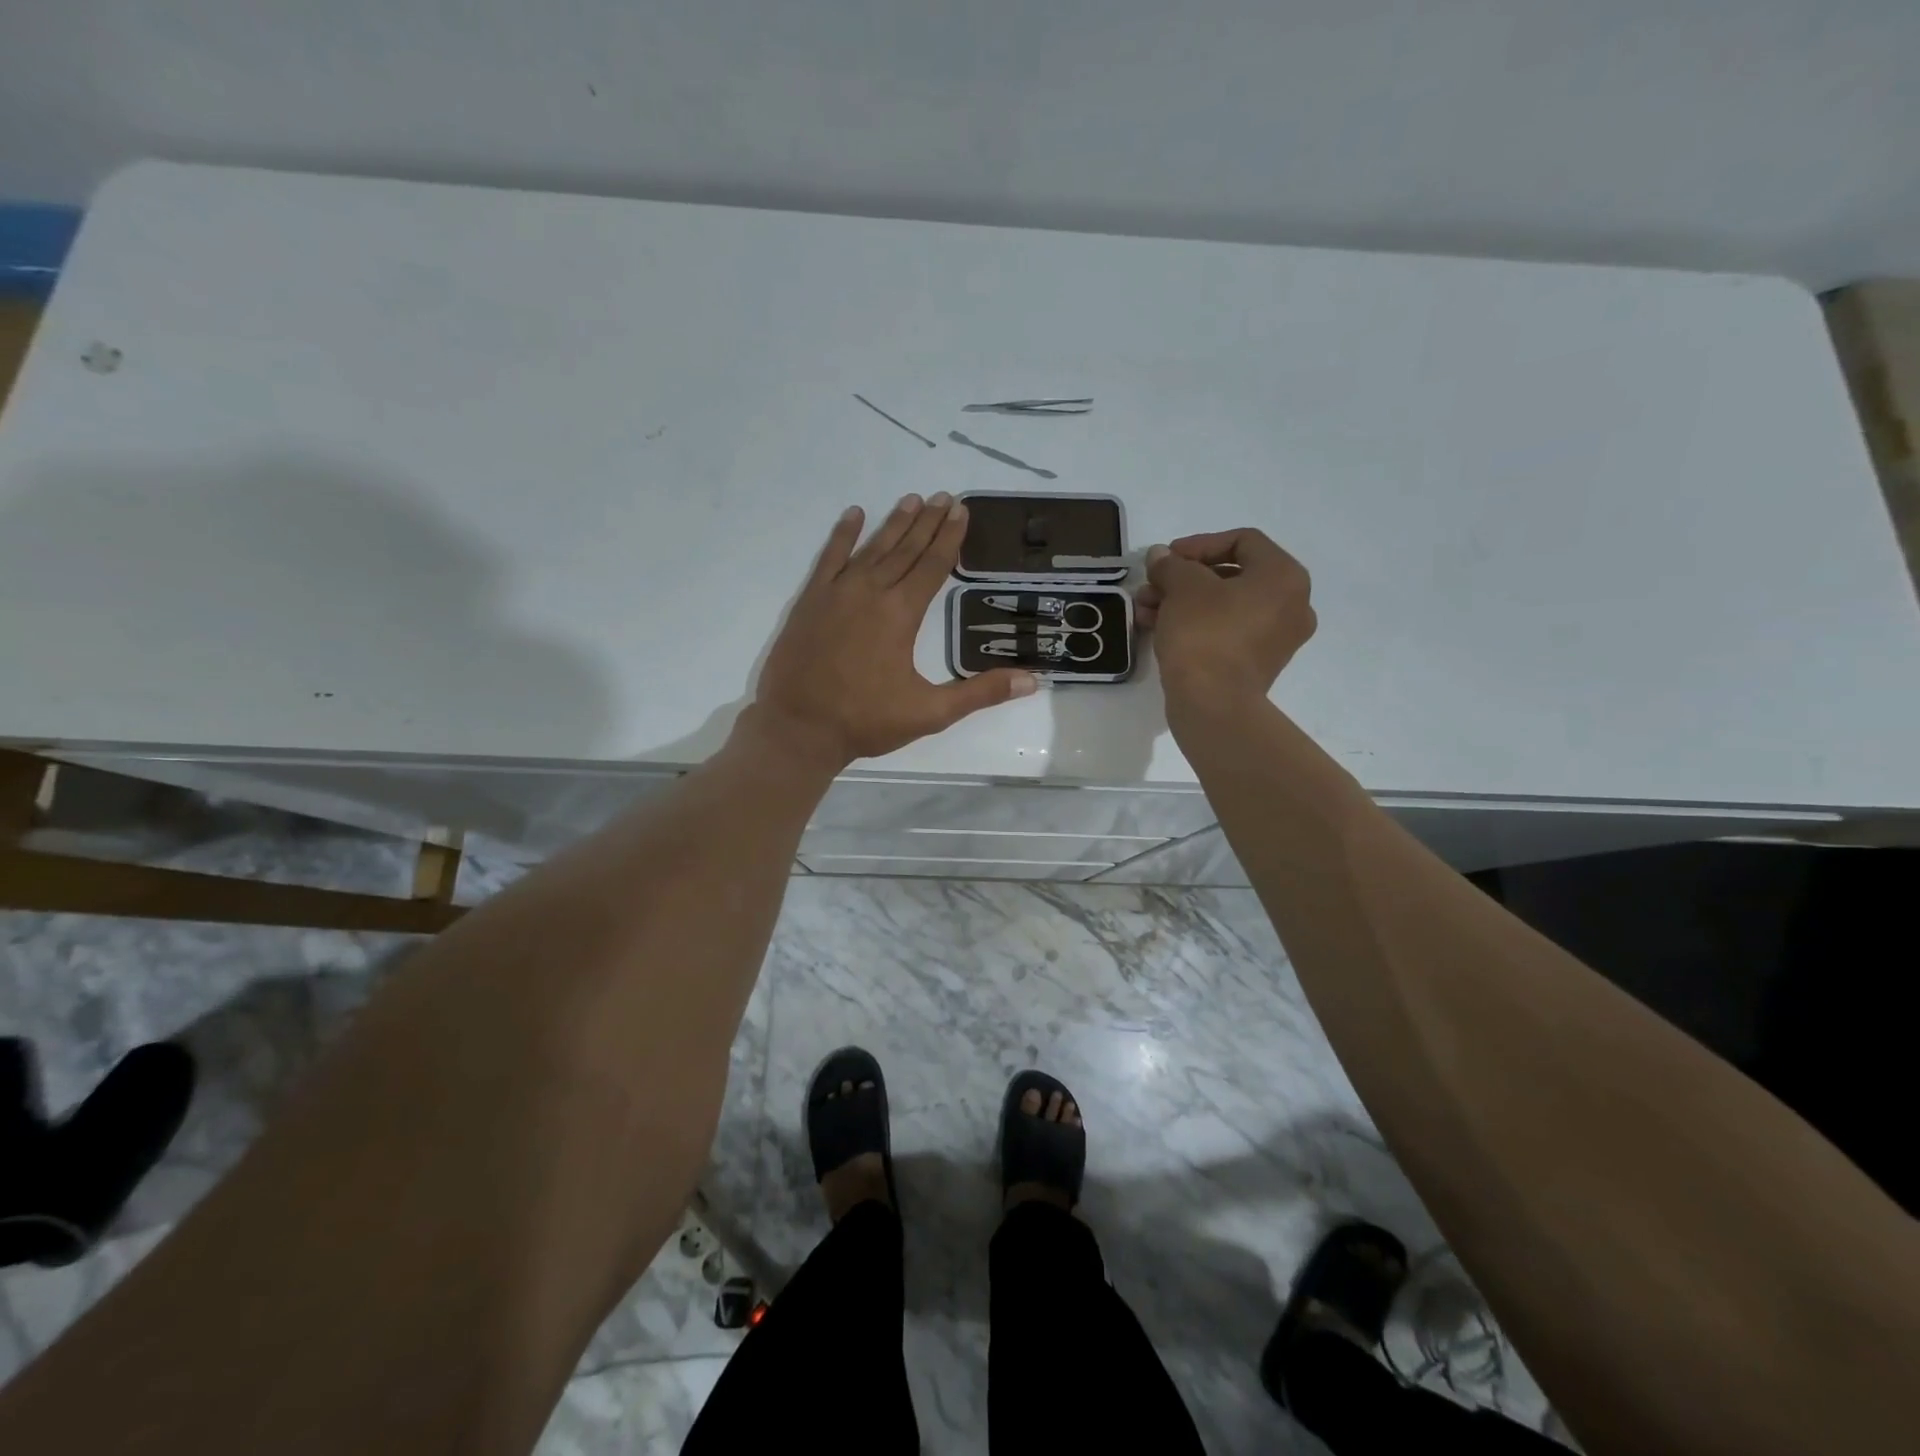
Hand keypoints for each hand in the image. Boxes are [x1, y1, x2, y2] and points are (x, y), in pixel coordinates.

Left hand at [752, 494, 1037, 768]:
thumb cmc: (866, 721)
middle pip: (905, 549)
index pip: (932, 566)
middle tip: (945, 496)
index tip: (961, 511)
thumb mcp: (930, 712)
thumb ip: (980, 693)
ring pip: (872, 548)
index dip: (949, 538)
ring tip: (912, 500)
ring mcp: (836, 593)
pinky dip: (842, 535)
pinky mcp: (810, 601)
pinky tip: (854, 515)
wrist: (798, 728)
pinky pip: (829, 558)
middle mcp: (870, 592)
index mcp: (901, 614)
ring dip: (894, 523)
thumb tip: (1032, 681)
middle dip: (928, 522)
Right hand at [1136, 528, 1315, 705]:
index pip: (1243, 541)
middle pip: (1232, 575)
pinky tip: (1159, 628)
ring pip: (1224, 606)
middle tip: (1152, 585)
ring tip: (1146, 609)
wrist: (1212, 704)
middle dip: (1184, 578)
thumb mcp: (1182, 587)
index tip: (1167, 558)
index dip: (1199, 544)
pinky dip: (1196, 624)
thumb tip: (1160, 557)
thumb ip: (1171, 564)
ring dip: (1183, 602)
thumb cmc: (1204, 633)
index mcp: (1284, 577)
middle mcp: (1291, 604)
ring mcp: (1277, 638)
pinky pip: (1226, 631)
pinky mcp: (1257, 665)